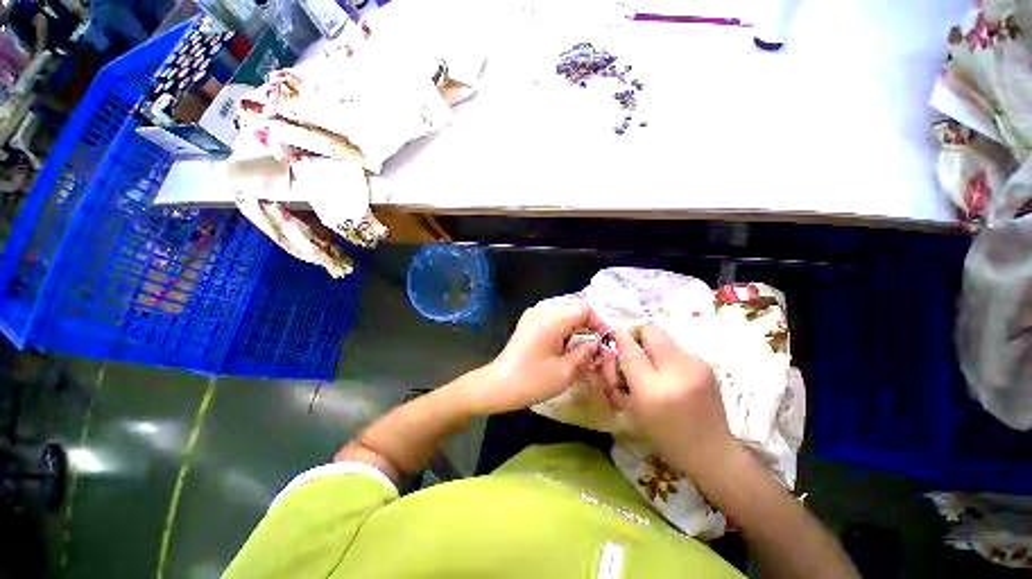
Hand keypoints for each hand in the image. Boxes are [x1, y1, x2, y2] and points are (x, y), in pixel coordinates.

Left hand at [466, 299, 613, 414]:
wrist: (498, 385)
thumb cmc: (532, 380)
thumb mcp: (566, 371)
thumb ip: (586, 352)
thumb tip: (598, 343)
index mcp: (552, 318)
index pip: (584, 309)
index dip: (599, 323)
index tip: (606, 341)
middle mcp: (542, 309)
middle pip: (574, 308)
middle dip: (589, 325)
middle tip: (597, 346)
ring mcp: (533, 314)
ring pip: (564, 312)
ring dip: (577, 327)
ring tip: (584, 347)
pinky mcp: (529, 321)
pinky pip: (553, 317)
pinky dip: (565, 328)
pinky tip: (567, 344)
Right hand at [613, 325, 735, 479]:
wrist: (710, 450)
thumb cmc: (663, 435)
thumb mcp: (630, 408)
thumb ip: (615, 376)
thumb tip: (610, 348)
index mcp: (653, 389)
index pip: (630, 350)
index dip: (620, 338)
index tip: (615, 336)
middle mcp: (677, 372)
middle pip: (652, 331)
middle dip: (637, 334)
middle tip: (631, 347)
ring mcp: (696, 366)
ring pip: (665, 338)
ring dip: (652, 345)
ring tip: (651, 365)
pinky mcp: (707, 365)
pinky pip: (678, 349)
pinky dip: (666, 355)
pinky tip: (669, 373)